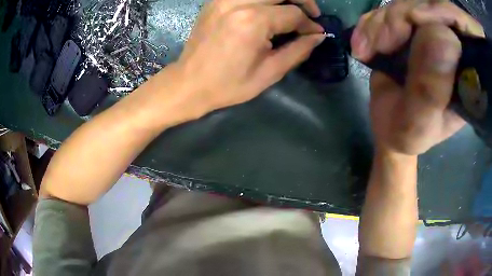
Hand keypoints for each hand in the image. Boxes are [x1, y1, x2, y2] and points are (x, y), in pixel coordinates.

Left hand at [172, 0, 324, 116]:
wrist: (189, 83)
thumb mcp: (269, 73)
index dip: (309, 24)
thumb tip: (318, 36)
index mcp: (253, 21)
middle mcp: (238, 2)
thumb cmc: (229, 84)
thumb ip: (298, 50)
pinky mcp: (216, 0)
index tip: (316, 32)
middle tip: (310, 13)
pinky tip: (269, 8)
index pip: (293, 14)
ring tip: (291, 9)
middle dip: (303, 0)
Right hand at [351, 1, 484, 155]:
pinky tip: (363, 45)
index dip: (444, 12)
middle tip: (382, 45)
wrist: (390, 127)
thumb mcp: (419, 124)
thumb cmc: (407, 134)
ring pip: (406, 4)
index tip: (416, 18)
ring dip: (382, 23)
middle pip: (431, 7)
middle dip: (402, 18)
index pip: (465, 27)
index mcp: (467, 75)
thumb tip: (442, 35)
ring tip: (366, 50)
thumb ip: (432, 90)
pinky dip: (371, 24)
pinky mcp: (410, 29)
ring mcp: (431, 35)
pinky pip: (390, 10)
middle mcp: (453, 49)